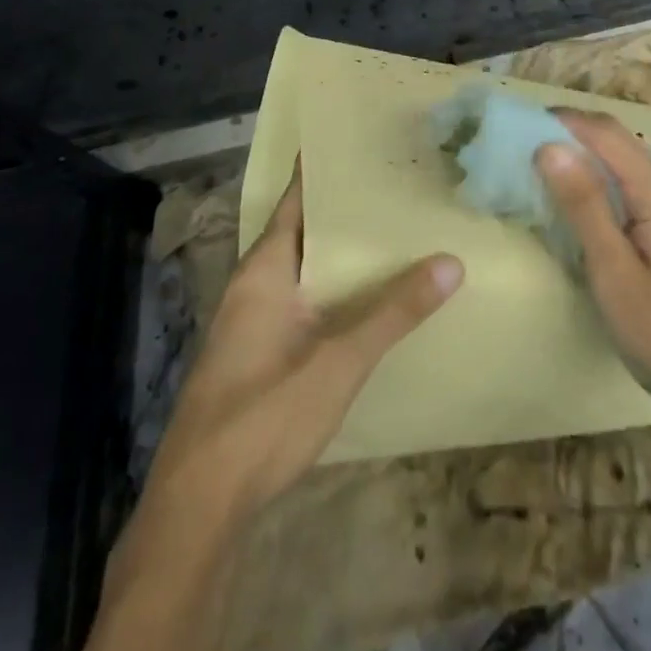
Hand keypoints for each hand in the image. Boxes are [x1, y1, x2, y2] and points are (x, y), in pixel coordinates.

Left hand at [145, 169, 463, 520]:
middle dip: (344, 212)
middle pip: (302, 232)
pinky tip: (365, 300)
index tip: (360, 143)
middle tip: (396, 187)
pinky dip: (333, 289)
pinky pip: (302, 302)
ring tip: (392, 234)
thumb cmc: (265, 415)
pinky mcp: (257, 355)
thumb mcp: (339, 360)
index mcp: (264, 270)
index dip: (323, 171)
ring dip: (340, 254)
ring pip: (303, 270)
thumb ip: (394, 312)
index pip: (295, 201)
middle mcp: (253, 286)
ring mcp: (252, 323)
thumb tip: (451, 262)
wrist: (199, 506)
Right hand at [536, 111, 650, 413]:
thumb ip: (584, 207)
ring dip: (588, 160)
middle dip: (573, 136)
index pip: (608, 134)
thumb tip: (550, 148)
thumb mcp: (615, 273)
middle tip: (527, 149)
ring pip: (628, 165)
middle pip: (620, 143)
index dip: (565, 121)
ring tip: (548, 173)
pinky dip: (605, 184)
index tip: (522, 125)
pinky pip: (638, 187)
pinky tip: (587, 206)